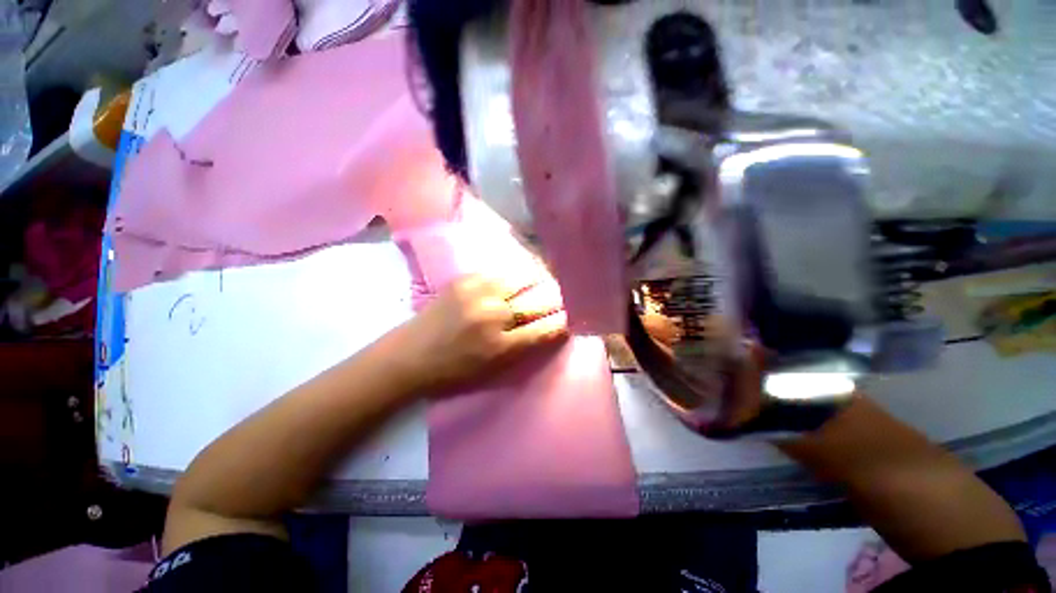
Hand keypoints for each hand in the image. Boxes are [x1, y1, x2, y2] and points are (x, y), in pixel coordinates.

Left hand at [398, 275, 568, 393]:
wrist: (408, 356)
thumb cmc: (452, 371)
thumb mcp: (493, 369)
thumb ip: (523, 347)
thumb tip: (549, 326)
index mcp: (500, 346)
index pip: (544, 328)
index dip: (562, 321)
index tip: (571, 316)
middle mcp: (493, 315)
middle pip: (537, 299)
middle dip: (554, 298)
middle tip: (561, 295)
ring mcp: (478, 292)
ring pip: (522, 278)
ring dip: (536, 280)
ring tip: (543, 280)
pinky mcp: (465, 279)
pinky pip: (501, 271)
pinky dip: (515, 274)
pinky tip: (518, 277)